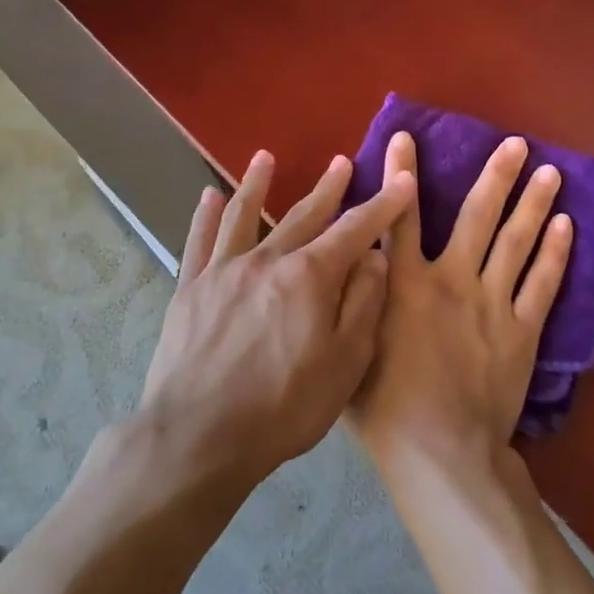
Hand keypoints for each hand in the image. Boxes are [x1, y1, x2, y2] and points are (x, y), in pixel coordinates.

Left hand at [137, 149, 415, 485]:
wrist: (198, 437)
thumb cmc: (283, 407)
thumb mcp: (344, 364)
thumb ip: (362, 305)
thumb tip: (374, 258)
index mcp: (310, 277)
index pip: (355, 230)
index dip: (382, 205)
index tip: (401, 181)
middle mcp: (268, 260)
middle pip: (304, 214)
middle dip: (328, 188)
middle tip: (341, 162)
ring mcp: (224, 271)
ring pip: (246, 215)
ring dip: (258, 183)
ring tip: (265, 157)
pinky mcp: (191, 288)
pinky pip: (199, 241)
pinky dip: (205, 215)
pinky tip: (209, 195)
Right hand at [349, 131, 573, 479]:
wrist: (441, 452)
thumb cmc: (384, 409)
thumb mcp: (352, 349)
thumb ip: (355, 302)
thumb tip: (356, 262)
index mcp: (406, 284)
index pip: (401, 217)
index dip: (401, 174)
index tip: (407, 136)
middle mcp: (453, 280)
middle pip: (478, 217)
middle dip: (496, 176)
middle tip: (516, 144)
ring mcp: (493, 303)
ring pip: (517, 242)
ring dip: (534, 203)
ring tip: (551, 171)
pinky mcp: (523, 330)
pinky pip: (543, 284)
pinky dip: (555, 253)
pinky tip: (568, 226)